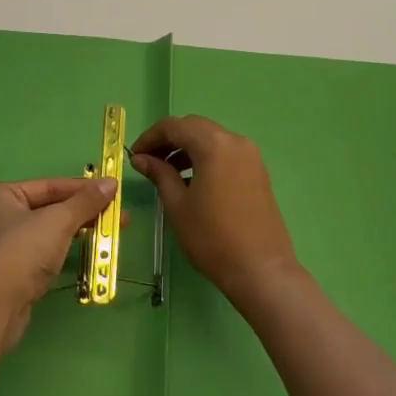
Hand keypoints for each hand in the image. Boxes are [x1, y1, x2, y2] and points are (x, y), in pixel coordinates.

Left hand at [0, 176, 117, 350]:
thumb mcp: (58, 221)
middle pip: (49, 207)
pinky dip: (65, 250)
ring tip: (110, 234)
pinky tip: (88, 253)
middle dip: (84, 212)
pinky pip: (44, 252)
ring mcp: (3, 245)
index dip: (83, 188)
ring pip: (48, 231)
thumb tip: (111, 182)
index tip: (114, 191)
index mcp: (1, 194)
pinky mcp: (11, 272)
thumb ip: (85, 201)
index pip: (50, 185)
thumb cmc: (21, 252)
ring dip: (78, 231)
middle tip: (118, 216)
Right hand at [131, 115, 299, 304]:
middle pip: (194, 127)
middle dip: (168, 140)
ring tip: (166, 172)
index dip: (150, 137)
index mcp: (213, 144)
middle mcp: (235, 141)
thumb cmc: (212, 237)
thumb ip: (159, 174)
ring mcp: (250, 155)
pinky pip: (225, 152)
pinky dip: (205, 157)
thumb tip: (141, 158)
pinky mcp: (258, 171)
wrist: (260, 269)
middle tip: (148, 161)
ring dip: (186, 148)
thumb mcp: (177, 205)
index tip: (134, 156)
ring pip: (211, 139)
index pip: (174, 126)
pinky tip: (192, 181)